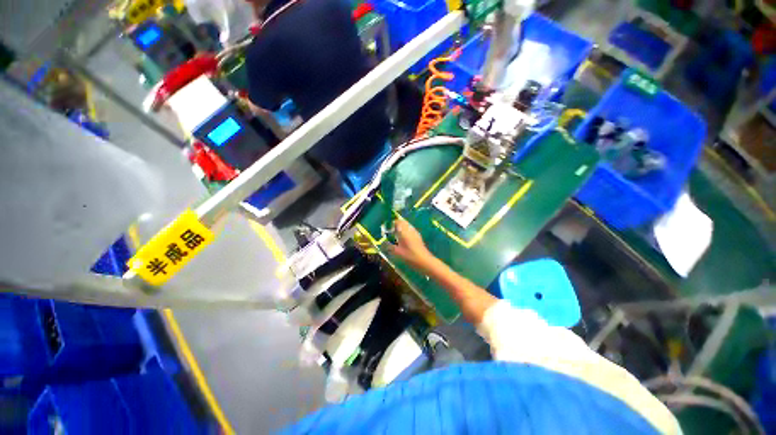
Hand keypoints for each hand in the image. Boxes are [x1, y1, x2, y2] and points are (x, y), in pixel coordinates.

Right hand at [389, 218, 433, 270]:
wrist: (424, 261)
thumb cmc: (410, 256)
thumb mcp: (397, 252)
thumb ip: (389, 247)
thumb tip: (383, 243)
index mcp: (404, 231)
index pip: (397, 222)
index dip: (391, 223)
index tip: (386, 228)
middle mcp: (410, 229)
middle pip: (402, 222)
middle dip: (396, 225)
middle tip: (390, 231)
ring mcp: (415, 232)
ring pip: (407, 226)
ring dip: (401, 228)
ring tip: (395, 235)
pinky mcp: (418, 236)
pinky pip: (410, 230)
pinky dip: (405, 231)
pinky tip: (403, 239)